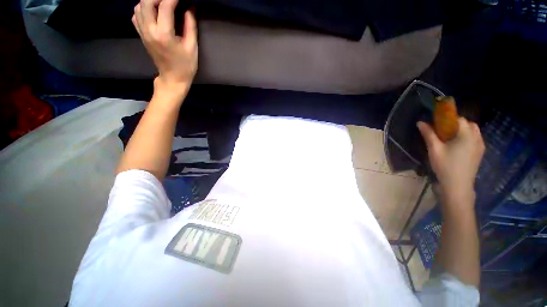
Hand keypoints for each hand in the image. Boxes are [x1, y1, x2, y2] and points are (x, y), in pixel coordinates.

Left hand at [133, 0, 197, 97]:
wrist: (172, 78)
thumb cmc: (185, 66)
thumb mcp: (192, 47)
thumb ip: (190, 25)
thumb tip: (190, 6)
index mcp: (164, 34)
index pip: (164, 6)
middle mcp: (149, 30)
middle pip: (147, 1)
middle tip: (171, 0)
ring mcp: (142, 32)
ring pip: (139, 6)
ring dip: (150, 0)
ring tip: (163, 3)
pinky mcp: (141, 34)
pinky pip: (136, 15)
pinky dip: (143, 8)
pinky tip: (153, 10)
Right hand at [417, 118, 484, 202]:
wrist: (458, 185)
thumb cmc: (445, 166)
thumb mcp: (434, 149)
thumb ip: (428, 134)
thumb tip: (420, 122)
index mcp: (467, 135)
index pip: (459, 119)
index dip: (448, 119)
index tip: (438, 124)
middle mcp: (477, 138)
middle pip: (468, 124)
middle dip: (456, 124)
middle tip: (443, 132)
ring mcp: (480, 146)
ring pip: (474, 131)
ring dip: (463, 130)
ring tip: (450, 139)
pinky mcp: (480, 153)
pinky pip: (475, 139)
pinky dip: (467, 137)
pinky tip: (457, 146)